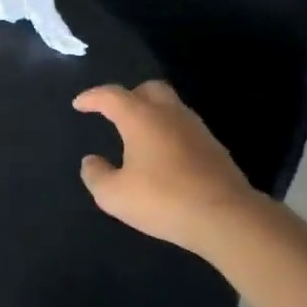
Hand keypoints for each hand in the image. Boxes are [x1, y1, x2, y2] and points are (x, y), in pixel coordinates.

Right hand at [74, 80, 263, 255]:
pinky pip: (185, 129)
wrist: (227, 218)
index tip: (79, 104)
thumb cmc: (163, 200)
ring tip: (137, 136)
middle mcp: (170, 115)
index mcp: (141, 118)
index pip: (111, 96)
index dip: (92, 97)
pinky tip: (162, 156)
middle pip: (149, 89)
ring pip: (171, 107)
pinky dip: (168, 133)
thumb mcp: (114, 195)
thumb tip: (91, 161)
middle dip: (129, 96)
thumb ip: (96, 175)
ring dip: (151, 114)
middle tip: (114, 112)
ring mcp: (197, 130)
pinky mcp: (215, 149)